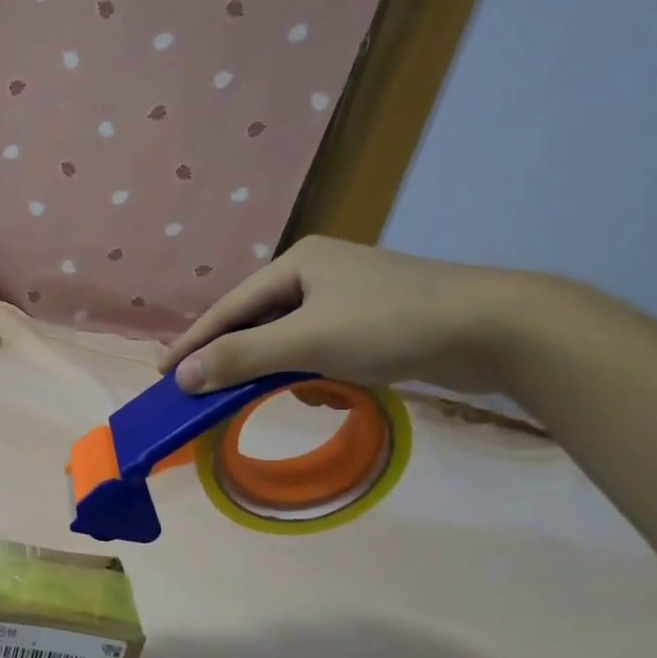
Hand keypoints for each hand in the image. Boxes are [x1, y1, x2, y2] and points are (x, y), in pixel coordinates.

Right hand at [160, 238, 538, 395]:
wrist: (494, 329)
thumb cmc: (391, 324)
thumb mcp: (307, 342)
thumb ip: (240, 357)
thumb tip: (182, 377)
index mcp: (297, 263)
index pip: (228, 308)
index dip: (193, 343)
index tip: (162, 373)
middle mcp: (317, 272)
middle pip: (254, 321)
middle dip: (231, 358)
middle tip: (197, 389)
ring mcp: (346, 295)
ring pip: (286, 338)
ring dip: (272, 368)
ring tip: (256, 394)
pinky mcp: (371, 320)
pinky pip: (317, 347)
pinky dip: (307, 370)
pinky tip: (317, 389)